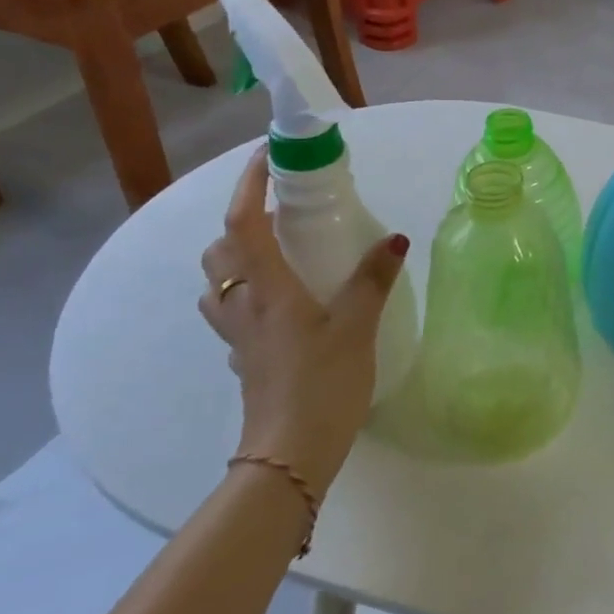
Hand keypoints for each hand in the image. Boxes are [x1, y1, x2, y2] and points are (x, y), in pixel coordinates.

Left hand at [198, 146, 408, 493]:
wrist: (290, 455)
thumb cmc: (321, 384)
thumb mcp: (356, 327)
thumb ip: (373, 280)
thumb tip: (395, 238)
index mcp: (265, 290)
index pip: (242, 224)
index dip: (247, 186)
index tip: (264, 158)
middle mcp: (242, 307)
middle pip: (219, 252)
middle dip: (239, 222)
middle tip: (279, 213)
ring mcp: (238, 336)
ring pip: (218, 284)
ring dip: (236, 258)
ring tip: (277, 253)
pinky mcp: (245, 359)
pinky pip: (232, 312)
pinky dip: (246, 292)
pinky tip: (280, 304)